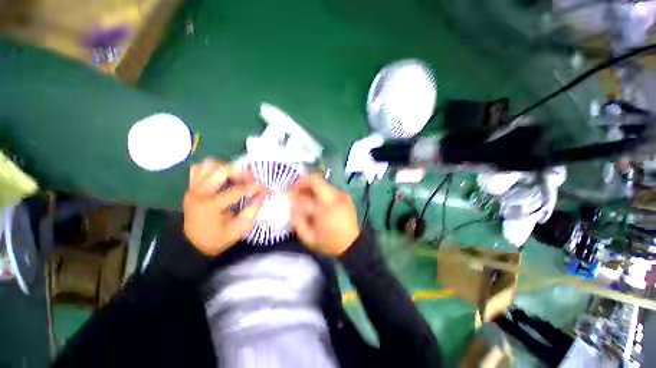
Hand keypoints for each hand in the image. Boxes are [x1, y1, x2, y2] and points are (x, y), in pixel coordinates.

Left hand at [183, 159, 266, 256]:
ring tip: (236, 177)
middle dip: (241, 172)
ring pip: (209, 164)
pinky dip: (212, 168)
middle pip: (221, 170)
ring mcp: (193, 188)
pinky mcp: (191, 186)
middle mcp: (200, 192)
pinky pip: (199, 168)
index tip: (265, 189)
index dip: (255, 188)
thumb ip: (253, 209)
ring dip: (226, 167)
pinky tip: (222, 177)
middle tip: (250, 180)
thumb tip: (263, 194)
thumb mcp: (240, 228)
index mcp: (211, 205)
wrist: (193, 244)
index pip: (238, 190)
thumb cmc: (218, 238)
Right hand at [289, 174, 359, 255]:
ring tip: (305, 195)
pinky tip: (317, 200)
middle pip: (315, 181)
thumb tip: (291, 207)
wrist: (352, 244)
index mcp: (323, 210)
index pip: (304, 197)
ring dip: (311, 187)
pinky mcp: (345, 196)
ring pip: (322, 183)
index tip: (288, 196)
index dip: (293, 195)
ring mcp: (341, 195)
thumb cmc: (329, 242)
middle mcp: (334, 198)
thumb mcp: (309, 238)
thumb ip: (297, 222)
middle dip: (302, 182)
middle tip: (295, 188)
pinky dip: (320, 191)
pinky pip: (328, 188)